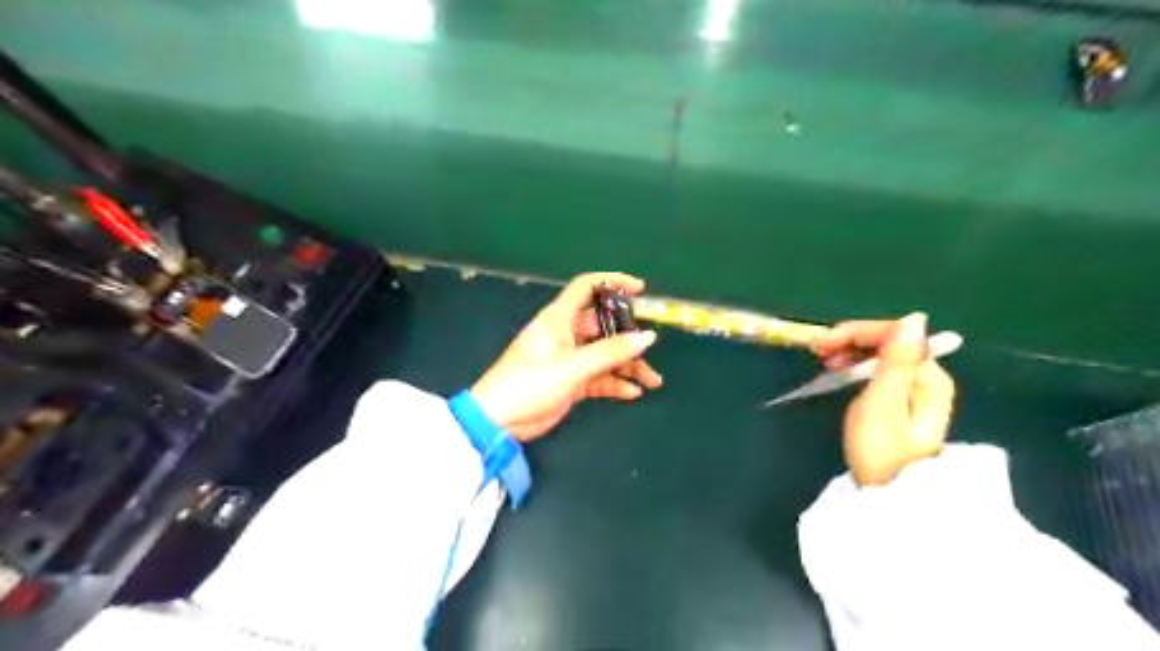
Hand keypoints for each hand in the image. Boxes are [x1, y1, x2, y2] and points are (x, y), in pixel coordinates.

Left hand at [472, 272, 666, 444]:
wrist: (500, 421)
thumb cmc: (530, 383)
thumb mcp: (572, 366)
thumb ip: (611, 352)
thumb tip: (648, 337)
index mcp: (559, 318)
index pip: (587, 287)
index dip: (613, 282)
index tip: (640, 289)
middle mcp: (566, 334)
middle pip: (604, 325)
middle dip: (629, 336)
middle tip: (651, 348)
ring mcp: (570, 358)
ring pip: (606, 355)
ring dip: (628, 366)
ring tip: (652, 381)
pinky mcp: (571, 381)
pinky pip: (600, 377)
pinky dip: (615, 383)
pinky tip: (632, 393)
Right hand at [809, 314, 956, 484]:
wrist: (891, 497)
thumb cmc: (882, 451)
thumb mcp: (883, 404)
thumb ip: (896, 361)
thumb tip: (913, 319)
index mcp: (928, 375)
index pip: (893, 334)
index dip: (855, 332)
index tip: (820, 344)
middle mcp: (928, 376)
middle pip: (889, 341)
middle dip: (852, 340)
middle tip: (818, 352)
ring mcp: (917, 389)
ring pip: (883, 354)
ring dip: (852, 351)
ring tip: (825, 361)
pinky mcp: (904, 401)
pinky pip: (880, 369)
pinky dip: (858, 365)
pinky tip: (841, 371)